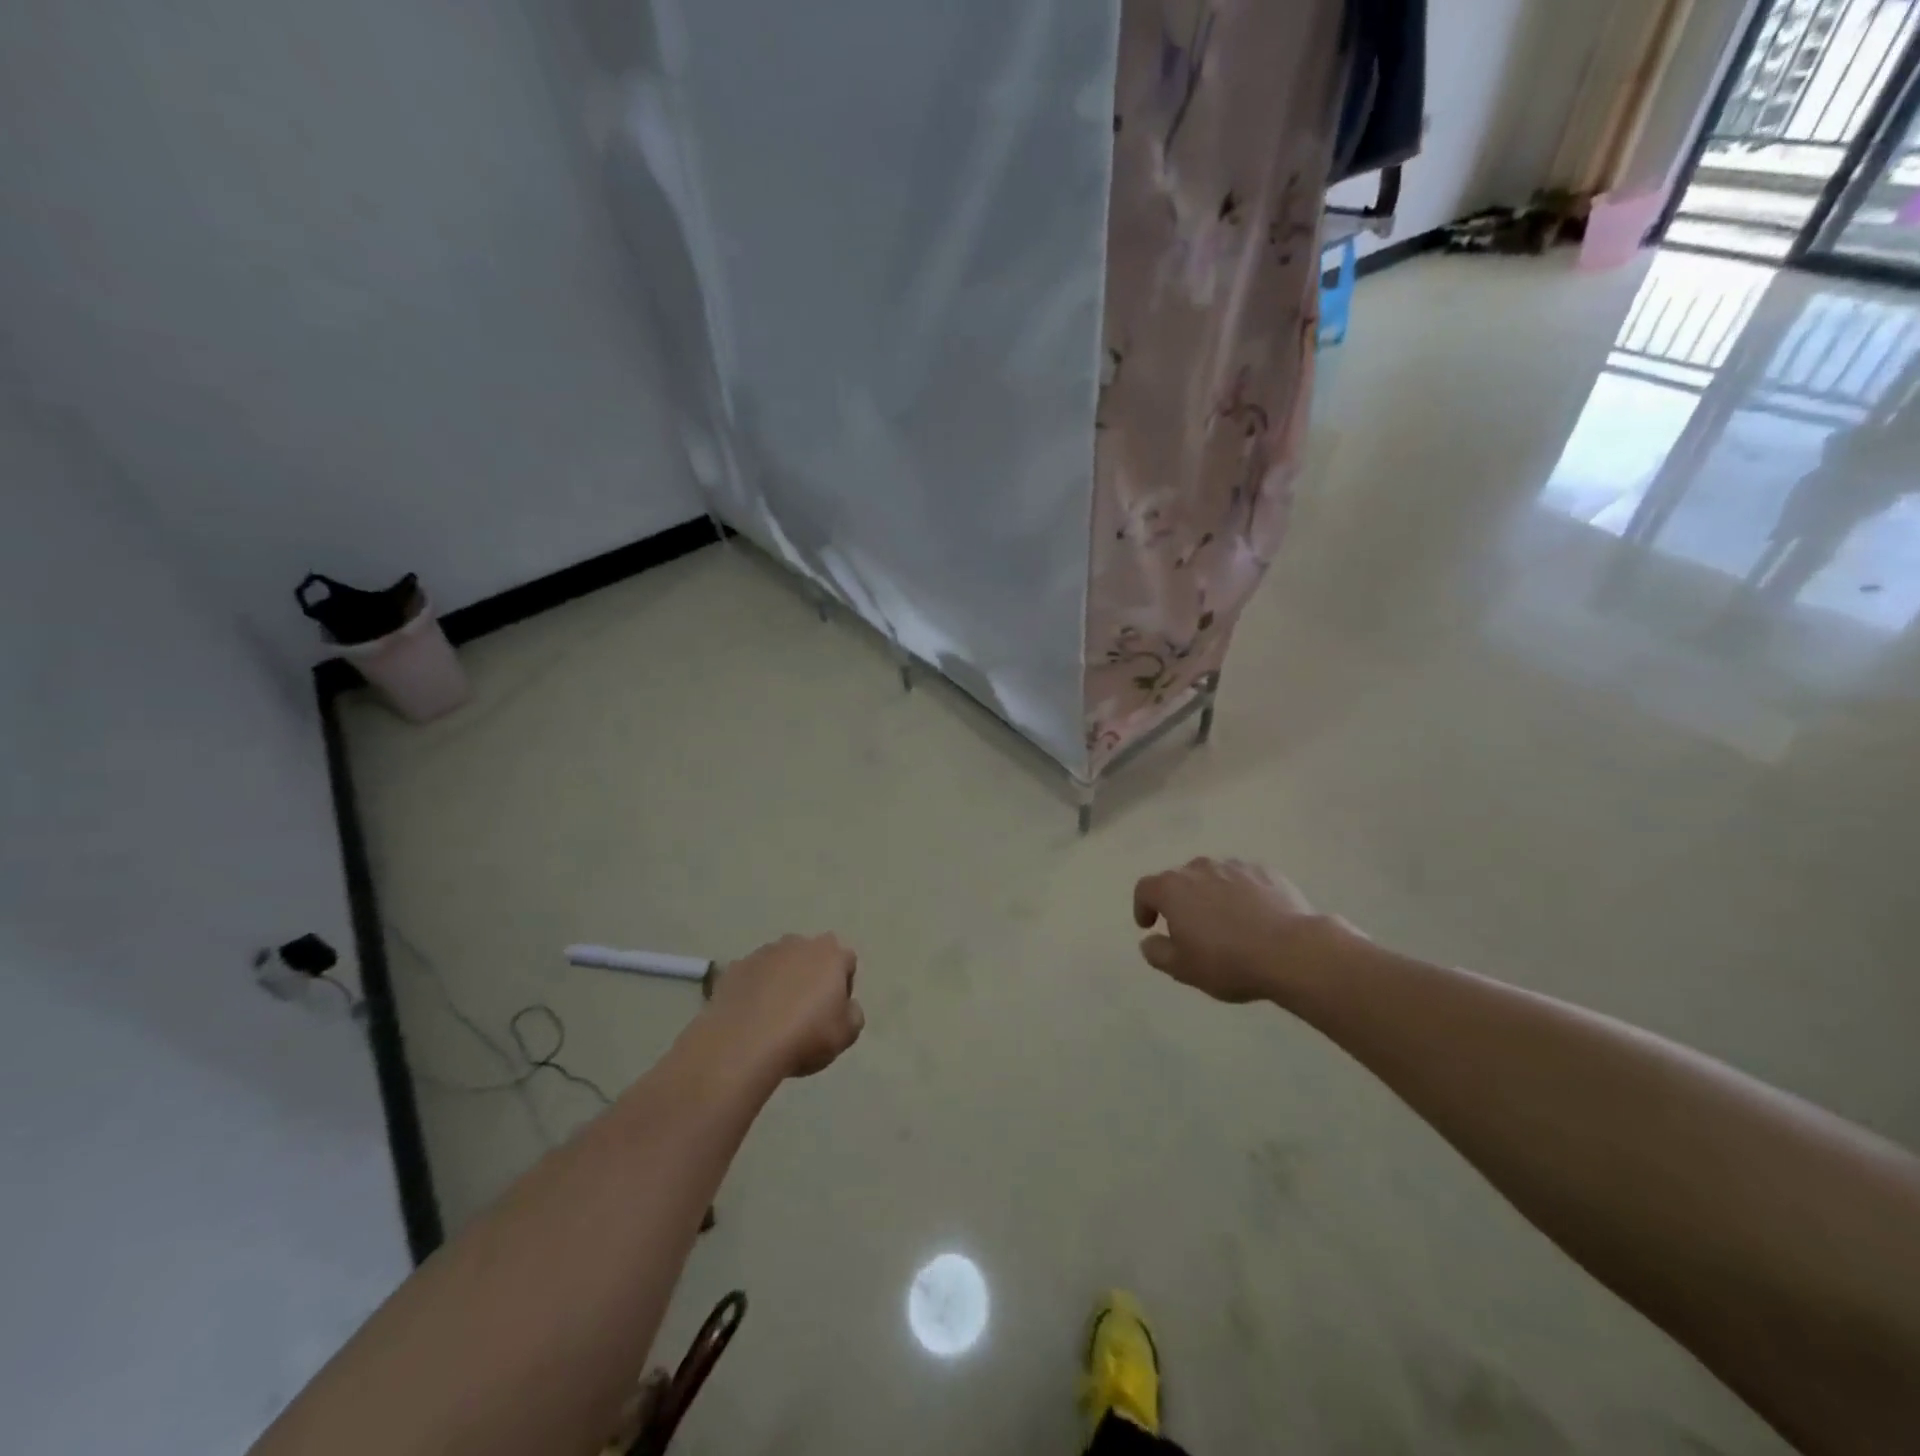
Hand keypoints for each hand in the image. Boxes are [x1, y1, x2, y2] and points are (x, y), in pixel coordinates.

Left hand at [704, 933, 864, 1079]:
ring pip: (780, 963)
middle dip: (811, 976)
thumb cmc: (805, 1036)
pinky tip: (751, 1017)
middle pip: (812, 956)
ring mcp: (763, 953)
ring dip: (782, 980)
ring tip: (774, 1016)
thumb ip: (854, 1014)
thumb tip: (847, 1006)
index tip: (834, 1012)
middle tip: (806, 1012)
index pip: (846, 961)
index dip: (843, 986)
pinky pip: (753, 976)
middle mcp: (798, 944)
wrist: (743, 1044)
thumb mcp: (846, 1035)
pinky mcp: (735, 967)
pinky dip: (755, 989)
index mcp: (830, 954)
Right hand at [1132, 858, 1344, 1004]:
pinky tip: (1254, 918)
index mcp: (1172, 888)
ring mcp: (1234, 867)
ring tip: (1224, 922)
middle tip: (1189, 928)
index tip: (1149, 926)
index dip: (1142, 906)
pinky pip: (1244, 881)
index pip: (1145, 889)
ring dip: (1210, 895)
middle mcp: (1199, 868)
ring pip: (1213, 877)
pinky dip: (1241, 895)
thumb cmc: (1228, 961)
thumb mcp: (1183, 968)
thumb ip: (1157, 952)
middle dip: (1179, 901)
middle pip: (1179, 879)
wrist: (1292, 951)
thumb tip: (1149, 941)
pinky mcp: (1266, 872)